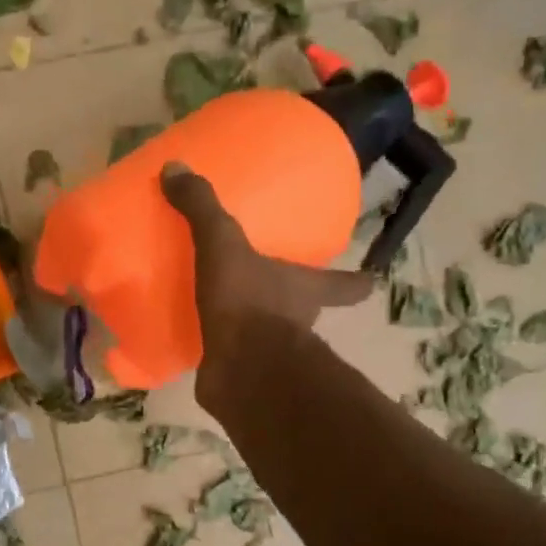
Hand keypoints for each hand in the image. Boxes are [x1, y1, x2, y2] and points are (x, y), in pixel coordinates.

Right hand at [161, 161, 371, 387]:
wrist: (241, 371)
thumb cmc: (249, 303)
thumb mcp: (224, 245)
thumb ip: (203, 208)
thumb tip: (175, 168)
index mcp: (305, 289)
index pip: (345, 285)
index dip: (357, 282)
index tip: (370, 280)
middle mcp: (298, 322)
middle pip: (307, 308)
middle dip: (296, 300)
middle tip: (276, 286)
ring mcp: (272, 355)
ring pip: (270, 335)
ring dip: (257, 325)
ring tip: (227, 311)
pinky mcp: (243, 376)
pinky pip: (232, 358)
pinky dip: (220, 350)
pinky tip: (197, 341)